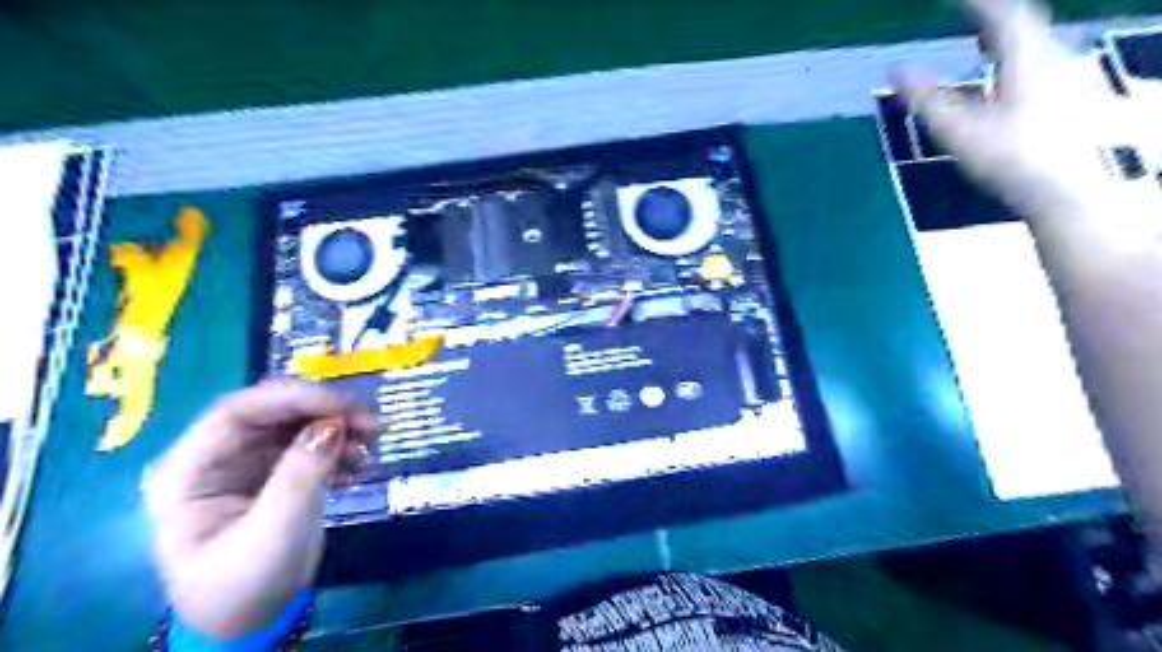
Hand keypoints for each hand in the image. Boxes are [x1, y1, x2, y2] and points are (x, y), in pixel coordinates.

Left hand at [140, 378, 377, 639]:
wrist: (251, 620)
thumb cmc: (245, 585)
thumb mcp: (274, 532)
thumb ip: (301, 475)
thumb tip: (334, 424)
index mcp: (191, 469)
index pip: (239, 411)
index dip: (294, 398)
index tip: (345, 407)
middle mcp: (218, 455)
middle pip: (274, 410)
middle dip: (325, 409)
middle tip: (371, 421)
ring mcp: (249, 460)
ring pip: (298, 422)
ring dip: (340, 426)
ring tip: (373, 443)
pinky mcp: (277, 468)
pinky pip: (312, 441)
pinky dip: (341, 445)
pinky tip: (360, 464)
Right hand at [891, 0, 1160, 226]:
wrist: (1065, 192)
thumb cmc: (1009, 159)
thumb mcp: (958, 130)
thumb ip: (925, 99)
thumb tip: (894, 70)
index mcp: (1026, 60)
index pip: (1002, 15)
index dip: (976, 2)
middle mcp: (1052, 60)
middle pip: (1024, 24)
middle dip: (992, 16)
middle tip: (966, 14)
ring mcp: (1064, 80)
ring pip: (1034, 44)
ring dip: (1005, 37)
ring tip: (980, 42)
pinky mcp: (1066, 102)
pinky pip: (1039, 64)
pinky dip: (1015, 59)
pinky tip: (1005, 80)